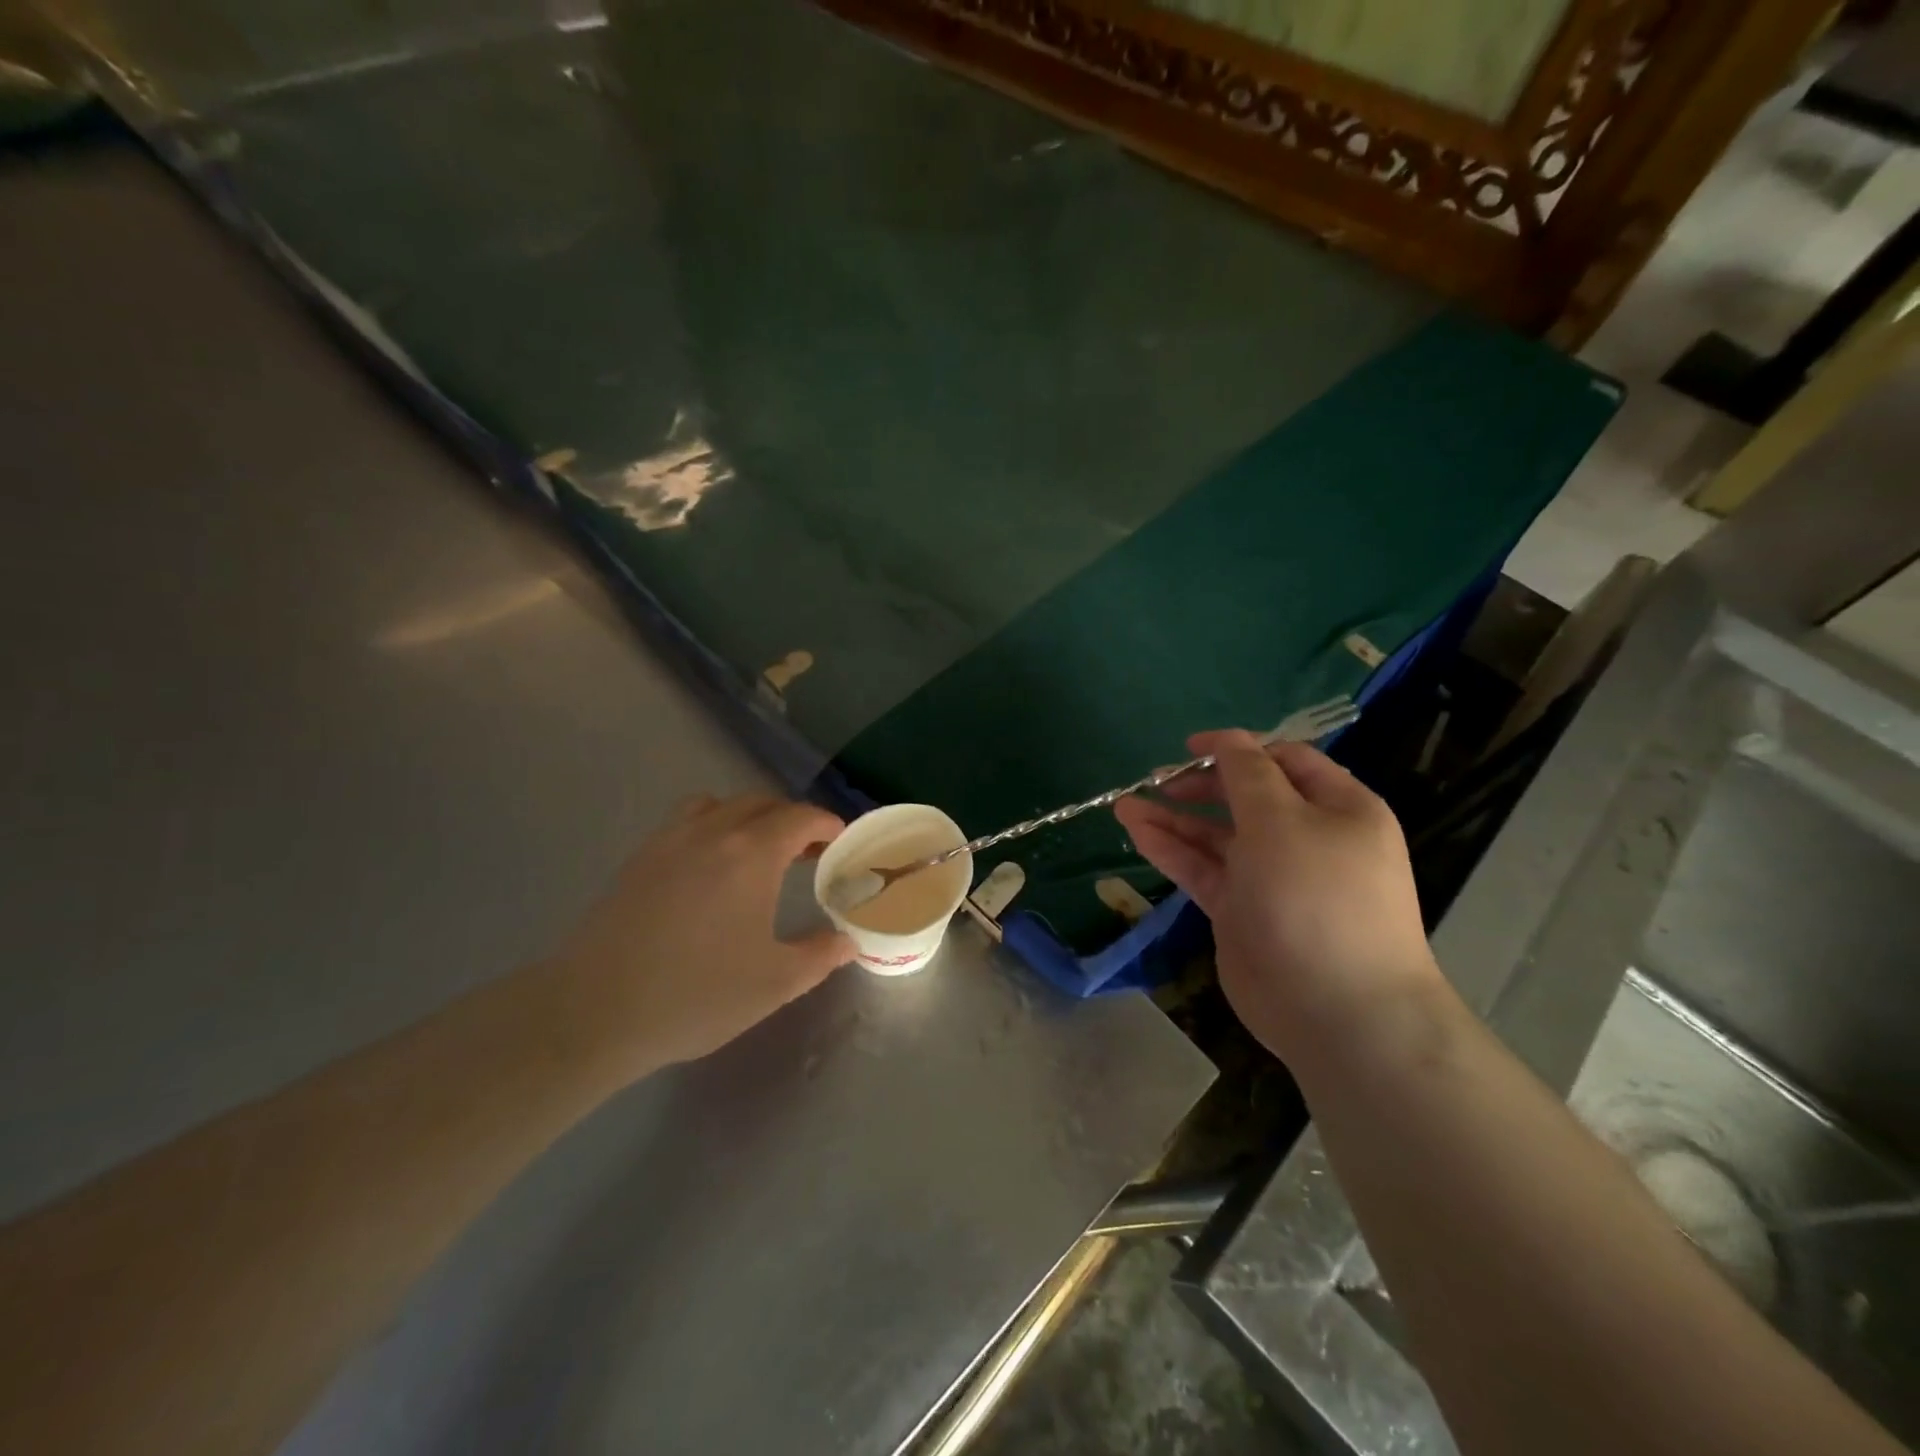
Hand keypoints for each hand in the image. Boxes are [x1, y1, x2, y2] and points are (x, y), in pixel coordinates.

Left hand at [546, 794, 852, 1077]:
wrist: (595, 1011)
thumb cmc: (696, 994)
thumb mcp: (775, 983)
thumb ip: (820, 955)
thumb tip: (847, 941)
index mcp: (751, 853)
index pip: (798, 817)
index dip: (825, 823)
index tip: (839, 839)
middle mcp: (711, 832)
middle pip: (760, 803)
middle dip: (790, 818)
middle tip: (807, 850)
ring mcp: (668, 841)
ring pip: (717, 805)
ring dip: (746, 817)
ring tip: (756, 851)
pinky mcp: (638, 860)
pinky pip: (684, 822)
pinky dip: (709, 827)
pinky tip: (708, 869)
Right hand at [1114, 730, 1441, 1063]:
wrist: (1336, 1010)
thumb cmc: (1315, 898)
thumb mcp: (1282, 820)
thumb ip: (1247, 774)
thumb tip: (1228, 738)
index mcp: (1338, 808)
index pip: (1284, 761)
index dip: (1237, 749)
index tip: (1189, 748)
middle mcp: (1306, 838)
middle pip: (1246, 797)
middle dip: (1200, 785)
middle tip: (1156, 781)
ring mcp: (1271, 878)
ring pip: (1216, 836)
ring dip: (1174, 818)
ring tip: (1126, 805)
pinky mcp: (1242, 910)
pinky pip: (1203, 869)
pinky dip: (1171, 850)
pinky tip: (1136, 832)